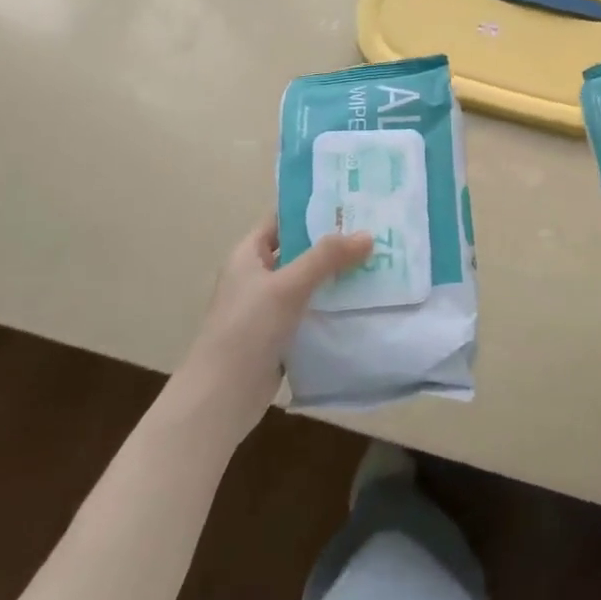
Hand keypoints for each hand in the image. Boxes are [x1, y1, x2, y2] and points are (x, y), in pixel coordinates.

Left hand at [190, 213, 373, 417]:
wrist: (221, 397)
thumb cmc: (247, 329)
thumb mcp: (288, 285)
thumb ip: (327, 257)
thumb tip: (367, 234)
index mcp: (248, 256)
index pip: (282, 220)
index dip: (312, 209)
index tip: (351, 201)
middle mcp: (257, 277)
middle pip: (300, 250)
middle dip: (334, 243)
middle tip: (375, 231)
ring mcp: (268, 308)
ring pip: (309, 282)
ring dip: (338, 275)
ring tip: (379, 261)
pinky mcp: (281, 335)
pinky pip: (312, 310)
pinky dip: (334, 305)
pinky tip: (365, 300)